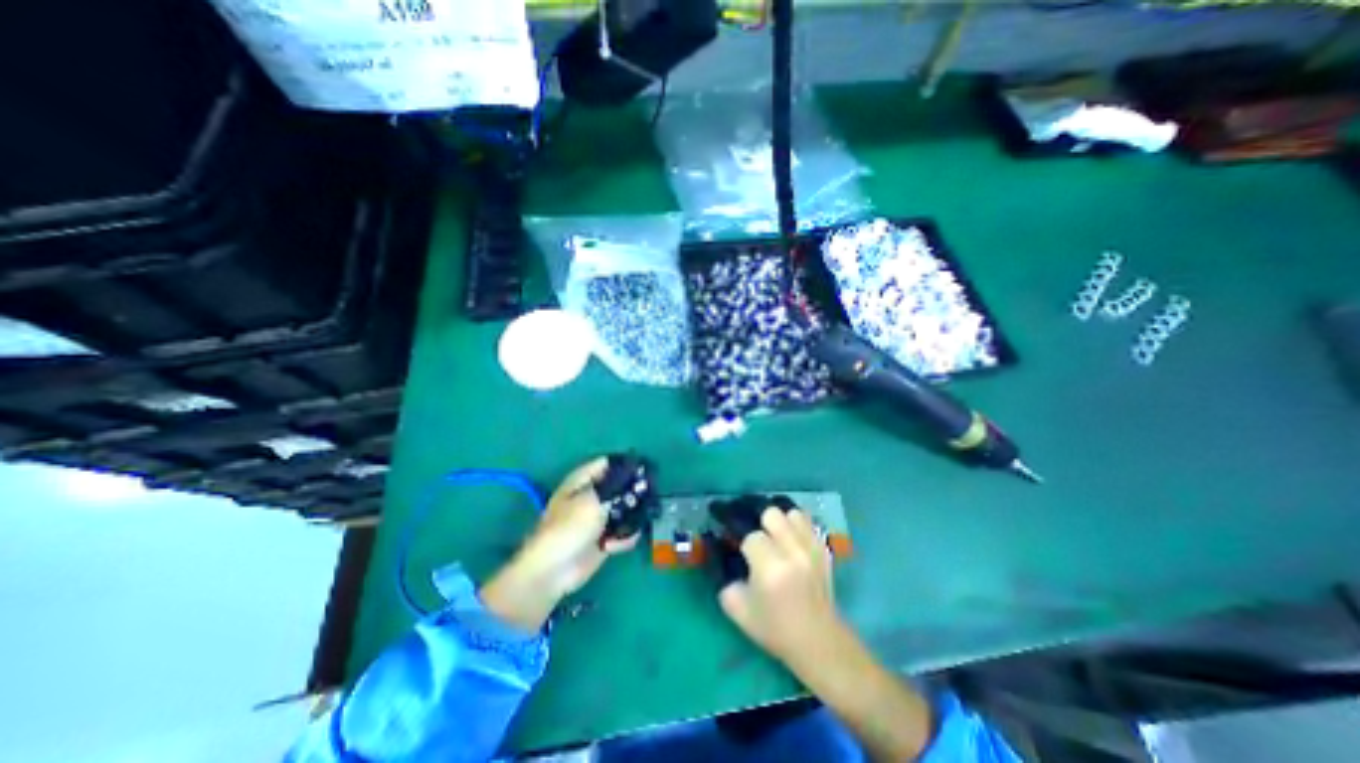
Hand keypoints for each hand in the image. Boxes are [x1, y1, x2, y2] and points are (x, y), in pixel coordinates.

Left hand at [477, 459, 638, 631]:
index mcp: (582, 481)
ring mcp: (597, 518)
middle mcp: (591, 496)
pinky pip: (622, 532)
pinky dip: (623, 538)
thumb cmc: (569, 527)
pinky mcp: (603, 538)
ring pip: (624, 509)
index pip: (608, 463)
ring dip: (631, 517)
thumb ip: (618, 486)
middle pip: (619, 486)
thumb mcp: (594, 500)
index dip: (626, 464)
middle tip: (649, 496)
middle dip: (633, 492)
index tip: (646, 469)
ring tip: (634, 523)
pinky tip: (615, 545)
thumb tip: (638, 474)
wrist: (553, 572)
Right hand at [717, 508, 847, 668]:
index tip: (736, 545)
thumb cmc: (774, 627)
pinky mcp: (823, 548)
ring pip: (790, 513)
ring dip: (779, 521)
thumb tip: (719, 549)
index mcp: (770, 568)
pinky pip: (806, 521)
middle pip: (771, 514)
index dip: (741, 541)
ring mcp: (812, 548)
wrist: (818, 640)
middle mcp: (793, 552)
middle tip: (756, 537)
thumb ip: (723, 576)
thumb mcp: (736, 607)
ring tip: (774, 535)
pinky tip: (789, 539)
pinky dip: (795, 525)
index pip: (750, 536)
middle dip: (760, 523)